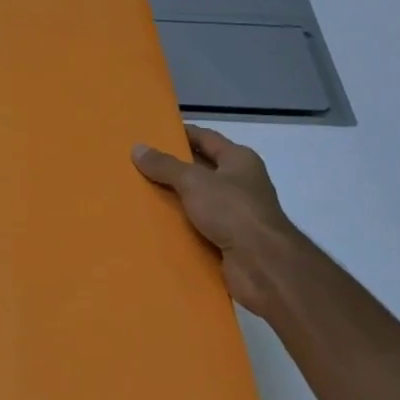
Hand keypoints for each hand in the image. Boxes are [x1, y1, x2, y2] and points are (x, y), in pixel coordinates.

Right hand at [134, 126, 298, 317]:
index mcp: (239, 160)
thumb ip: (165, 166)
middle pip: (201, 169)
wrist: (263, 265)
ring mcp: (237, 214)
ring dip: (175, 199)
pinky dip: (181, 226)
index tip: (153, 133)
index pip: (206, 138)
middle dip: (173, 168)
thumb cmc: (232, 210)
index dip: (182, 133)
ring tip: (140, 193)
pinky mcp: (230, 241)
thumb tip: (137, 148)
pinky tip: (156, 225)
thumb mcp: (193, 181)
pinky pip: (199, 227)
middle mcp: (240, 183)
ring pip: (198, 200)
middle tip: (139, 164)